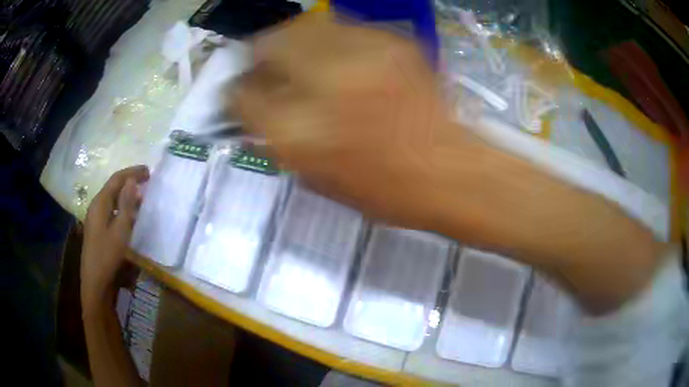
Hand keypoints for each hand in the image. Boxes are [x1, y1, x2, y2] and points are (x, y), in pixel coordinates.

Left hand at [81, 166, 148, 314]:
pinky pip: (111, 210)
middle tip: (147, 180)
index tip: (148, 171)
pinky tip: (130, 215)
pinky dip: (122, 207)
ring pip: (112, 199)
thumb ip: (126, 204)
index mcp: (100, 202)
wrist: (95, 280)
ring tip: (142, 196)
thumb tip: (132, 180)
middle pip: (113, 186)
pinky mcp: (97, 228)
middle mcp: (96, 205)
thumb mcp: (120, 229)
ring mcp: (95, 217)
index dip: (132, 172)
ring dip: (126, 194)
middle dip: (129, 181)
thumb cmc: (108, 255)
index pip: (116, 179)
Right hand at [236, 13, 664, 312]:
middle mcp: (325, 86)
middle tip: (261, 60)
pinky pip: (344, 28)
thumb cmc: (388, 192)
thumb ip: (280, 138)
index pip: (244, 95)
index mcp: (301, 133)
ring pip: (306, 26)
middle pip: (271, 43)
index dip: (237, 90)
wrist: (455, 175)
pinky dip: (329, 38)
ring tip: (296, 55)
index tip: (240, 90)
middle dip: (259, 50)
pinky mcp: (393, 44)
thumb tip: (259, 107)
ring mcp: (362, 57)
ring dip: (292, 38)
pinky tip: (335, 55)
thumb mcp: (320, 179)